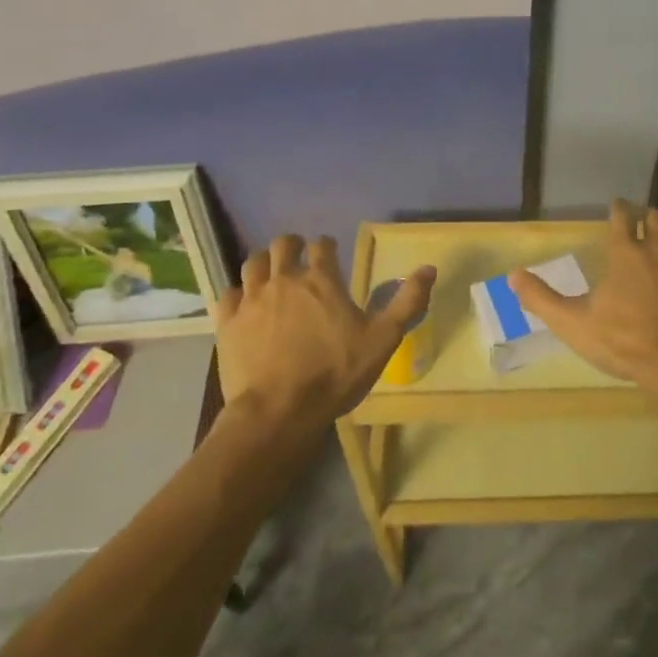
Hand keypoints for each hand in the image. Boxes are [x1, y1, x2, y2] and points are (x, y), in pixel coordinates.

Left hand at [216, 234, 435, 429]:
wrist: (279, 412)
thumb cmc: (335, 374)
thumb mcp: (383, 340)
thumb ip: (407, 301)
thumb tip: (429, 268)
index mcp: (322, 280)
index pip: (322, 245)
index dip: (327, 246)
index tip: (330, 252)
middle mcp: (285, 279)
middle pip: (284, 244)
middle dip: (293, 246)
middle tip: (299, 257)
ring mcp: (252, 299)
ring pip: (254, 263)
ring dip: (264, 263)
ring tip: (271, 275)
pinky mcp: (228, 322)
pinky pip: (228, 293)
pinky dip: (237, 293)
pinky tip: (244, 305)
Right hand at [509, 199, 657, 385]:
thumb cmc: (623, 341)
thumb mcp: (573, 323)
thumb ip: (541, 298)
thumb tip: (512, 275)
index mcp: (626, 254)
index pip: (622, 217)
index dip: (619, 208)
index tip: (618, 205)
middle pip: (657, 219)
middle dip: (649, 217)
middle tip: (644, 222)